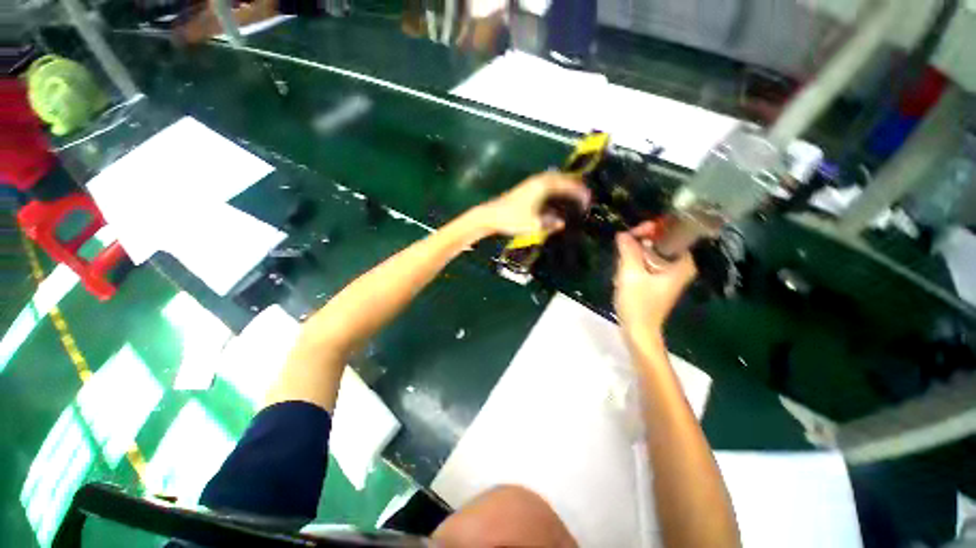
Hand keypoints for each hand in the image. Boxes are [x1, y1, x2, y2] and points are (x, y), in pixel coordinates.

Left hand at [477, 172, 589, 235]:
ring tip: (576, 194)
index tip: (589, 198)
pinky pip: (548, 183)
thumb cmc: (512, 219)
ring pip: (554, 179)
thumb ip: (551, 223)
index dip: (579, 191)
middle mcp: (539, 181)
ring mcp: (532, 183)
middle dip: (575, 185)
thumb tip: (562, 223)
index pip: (567, 185)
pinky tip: (559, 196)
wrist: (490, 215)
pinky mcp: (527, 188)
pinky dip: (557, 186)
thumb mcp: (535, 225)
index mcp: (543, 186)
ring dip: (566, 184)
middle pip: (562, 178)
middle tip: (586, 194)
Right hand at [614, 221, 696, 332]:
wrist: (639, 334)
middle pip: (662, 242)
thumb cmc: (639, 304)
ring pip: (654, 253)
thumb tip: (623, 234)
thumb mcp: (631, 273)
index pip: (670, 233)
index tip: (634, 233)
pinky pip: (651, 264)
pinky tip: (626, 271)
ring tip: (623, 258)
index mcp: (683, 263)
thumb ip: (628, 248)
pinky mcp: (661, 284)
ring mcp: (672, 277)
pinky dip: (639, 264)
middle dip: (642, 241)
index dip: (652, 229)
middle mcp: (682, 267)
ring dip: (638, 253)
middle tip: (625, 242)